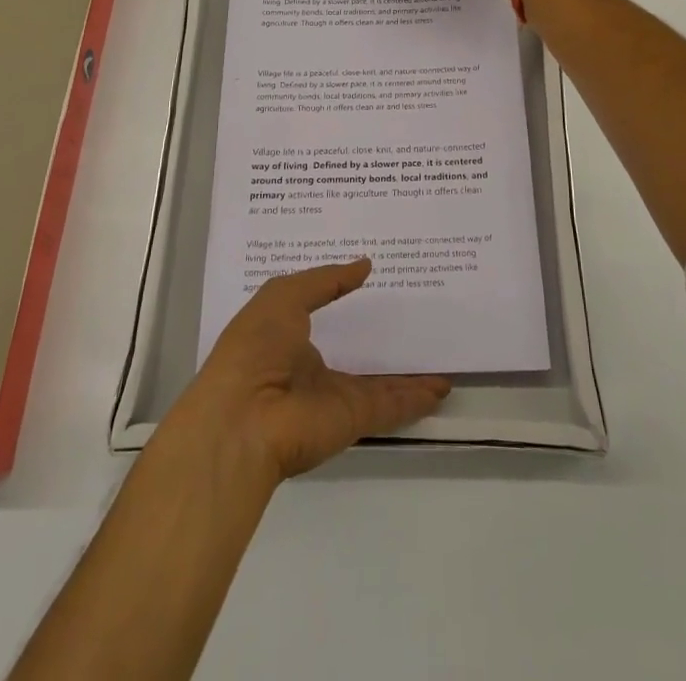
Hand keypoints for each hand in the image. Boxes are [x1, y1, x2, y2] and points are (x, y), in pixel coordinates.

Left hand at [170, 260, 450, 485]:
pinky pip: (392, 405)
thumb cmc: (254, 348)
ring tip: (437, 353)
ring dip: (407, 372)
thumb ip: (325, 280)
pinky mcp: (354, 419)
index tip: (372, 278)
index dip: (342, 297)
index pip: (320, 313)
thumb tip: (365, 265)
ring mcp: (334, 396)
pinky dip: (417, 398)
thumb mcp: (283, 296)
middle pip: (354, 351)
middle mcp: (311, 369)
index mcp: (286, 338)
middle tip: (414, 312)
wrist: (243, 420)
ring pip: (379, 382)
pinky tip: (442, 386)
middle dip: (379, 336)